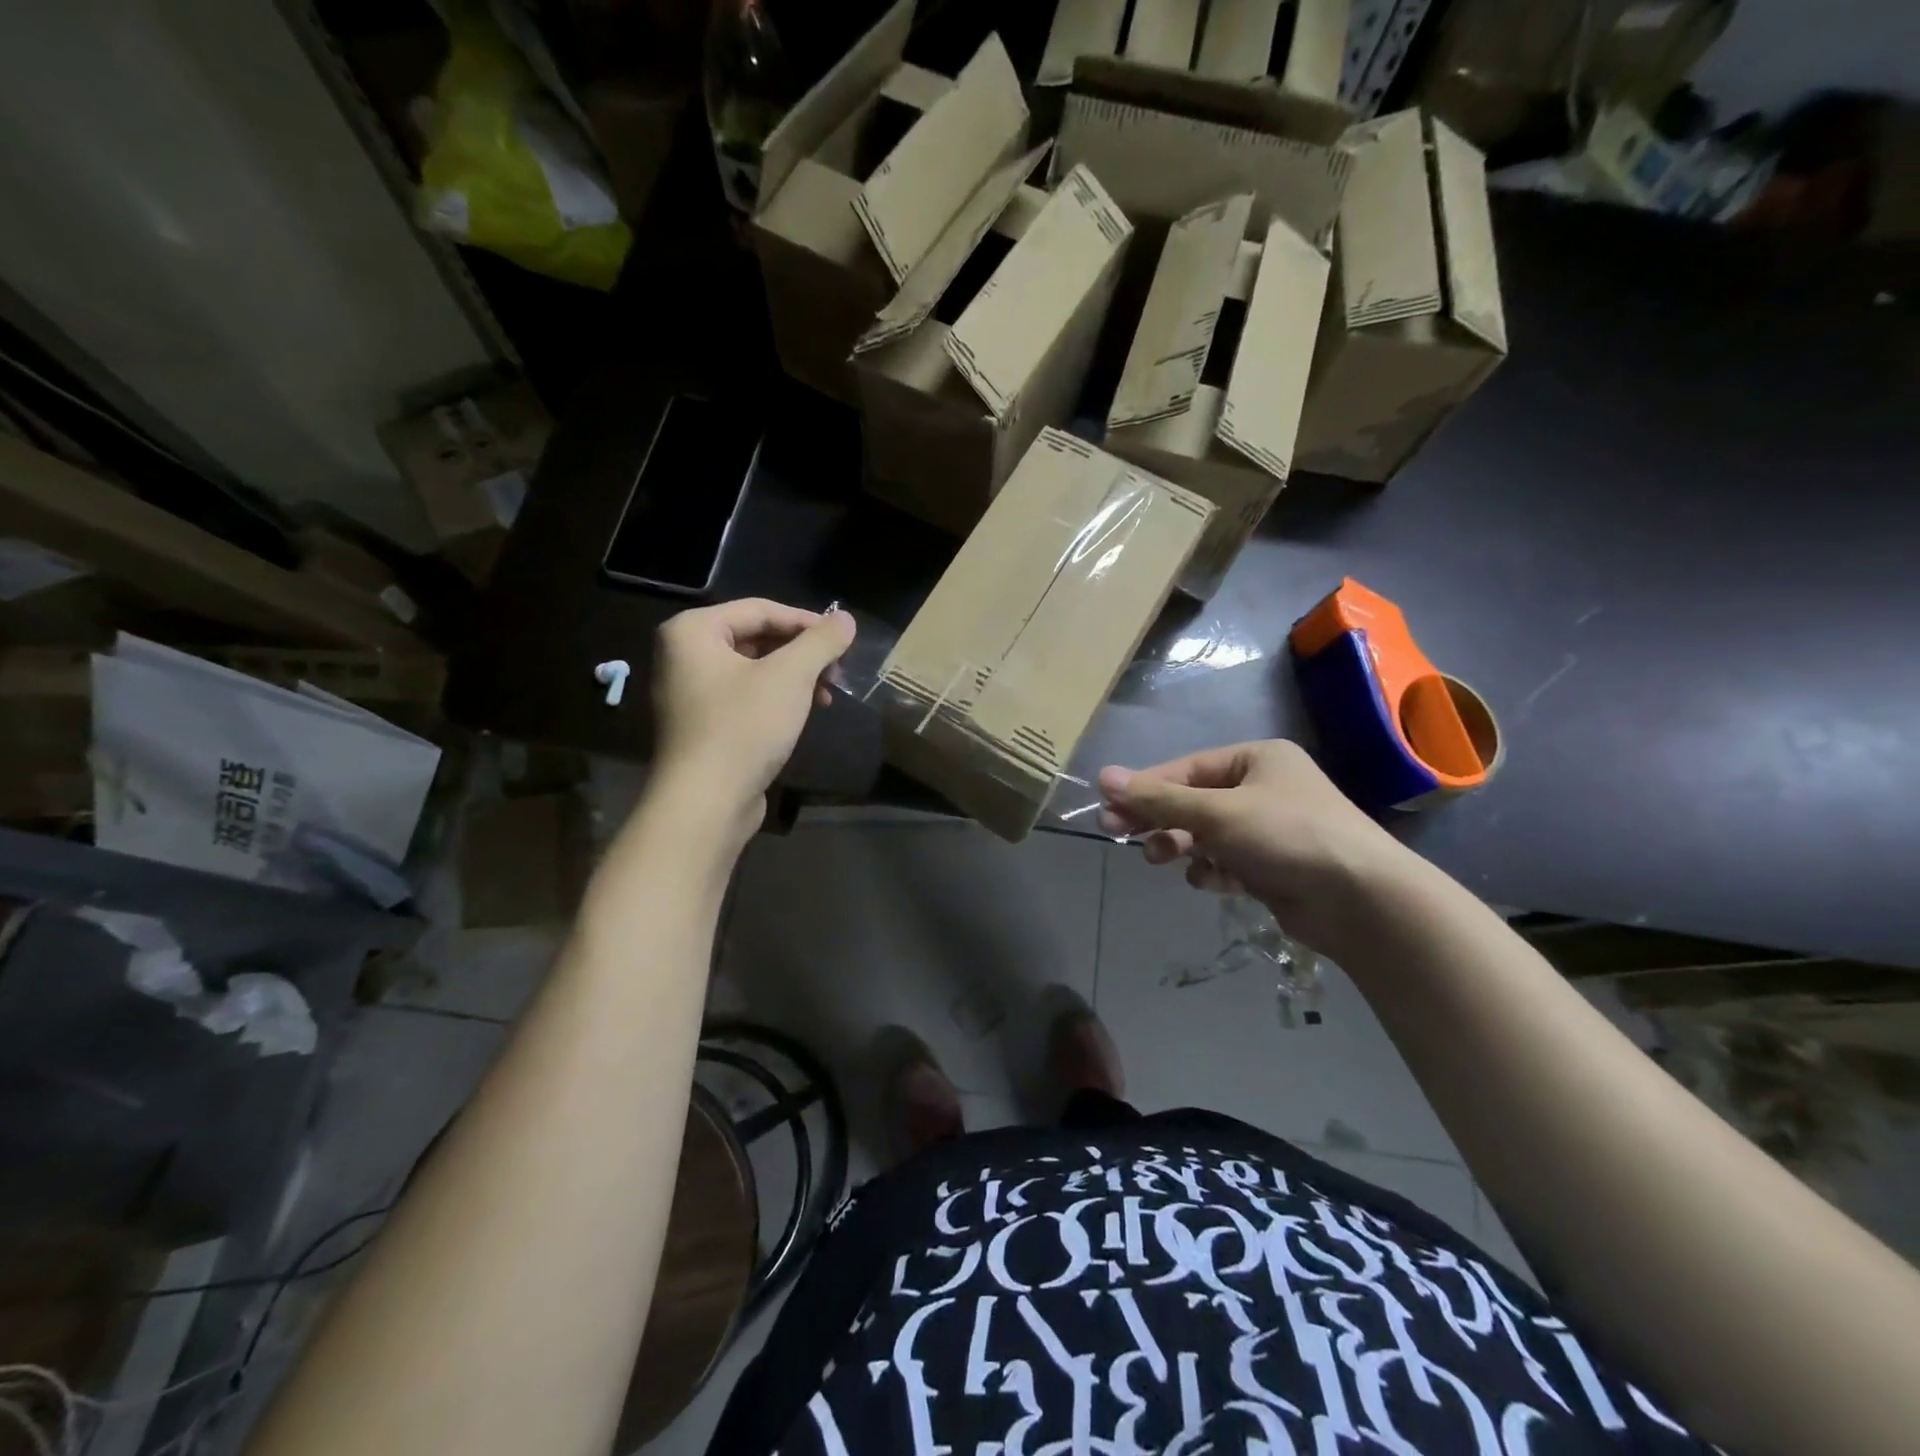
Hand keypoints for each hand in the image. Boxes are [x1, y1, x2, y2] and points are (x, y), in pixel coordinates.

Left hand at [650, 599, 854, 836]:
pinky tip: (803, 714)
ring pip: (753, 669)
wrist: (706, 802)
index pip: (760, 610)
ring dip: (794, 677)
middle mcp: (683, 655)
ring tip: (826, 695)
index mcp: (693, 631)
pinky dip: (776, 699)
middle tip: (836, 670)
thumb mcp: (791, 676)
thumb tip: (846, 619)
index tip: (842, 640)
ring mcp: (689, 692)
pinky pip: (744, 696)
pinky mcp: (701, 725)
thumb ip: (821, 641)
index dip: (806, 621)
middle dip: (801, 653)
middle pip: (755, 638)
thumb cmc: (744, 727)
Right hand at [1097, 740, 1415, 954]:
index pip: (1185, 769)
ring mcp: (1270, 829)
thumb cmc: (1286, 836)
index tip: (1108, 808)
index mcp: (1256, 759)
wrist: (1362, 900)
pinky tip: (1212, 881)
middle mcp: (1264, 788)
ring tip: (1164, 859)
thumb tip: (1103, 777)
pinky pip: (1227, 861)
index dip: (1145, 788)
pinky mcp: (1274, 866)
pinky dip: (1213, 870)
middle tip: (1119, 835)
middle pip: (1193, 801)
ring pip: (1206, 834)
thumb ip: (1158, 798)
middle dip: (1160, 820)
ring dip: (1182, 847)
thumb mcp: (1215, 813)